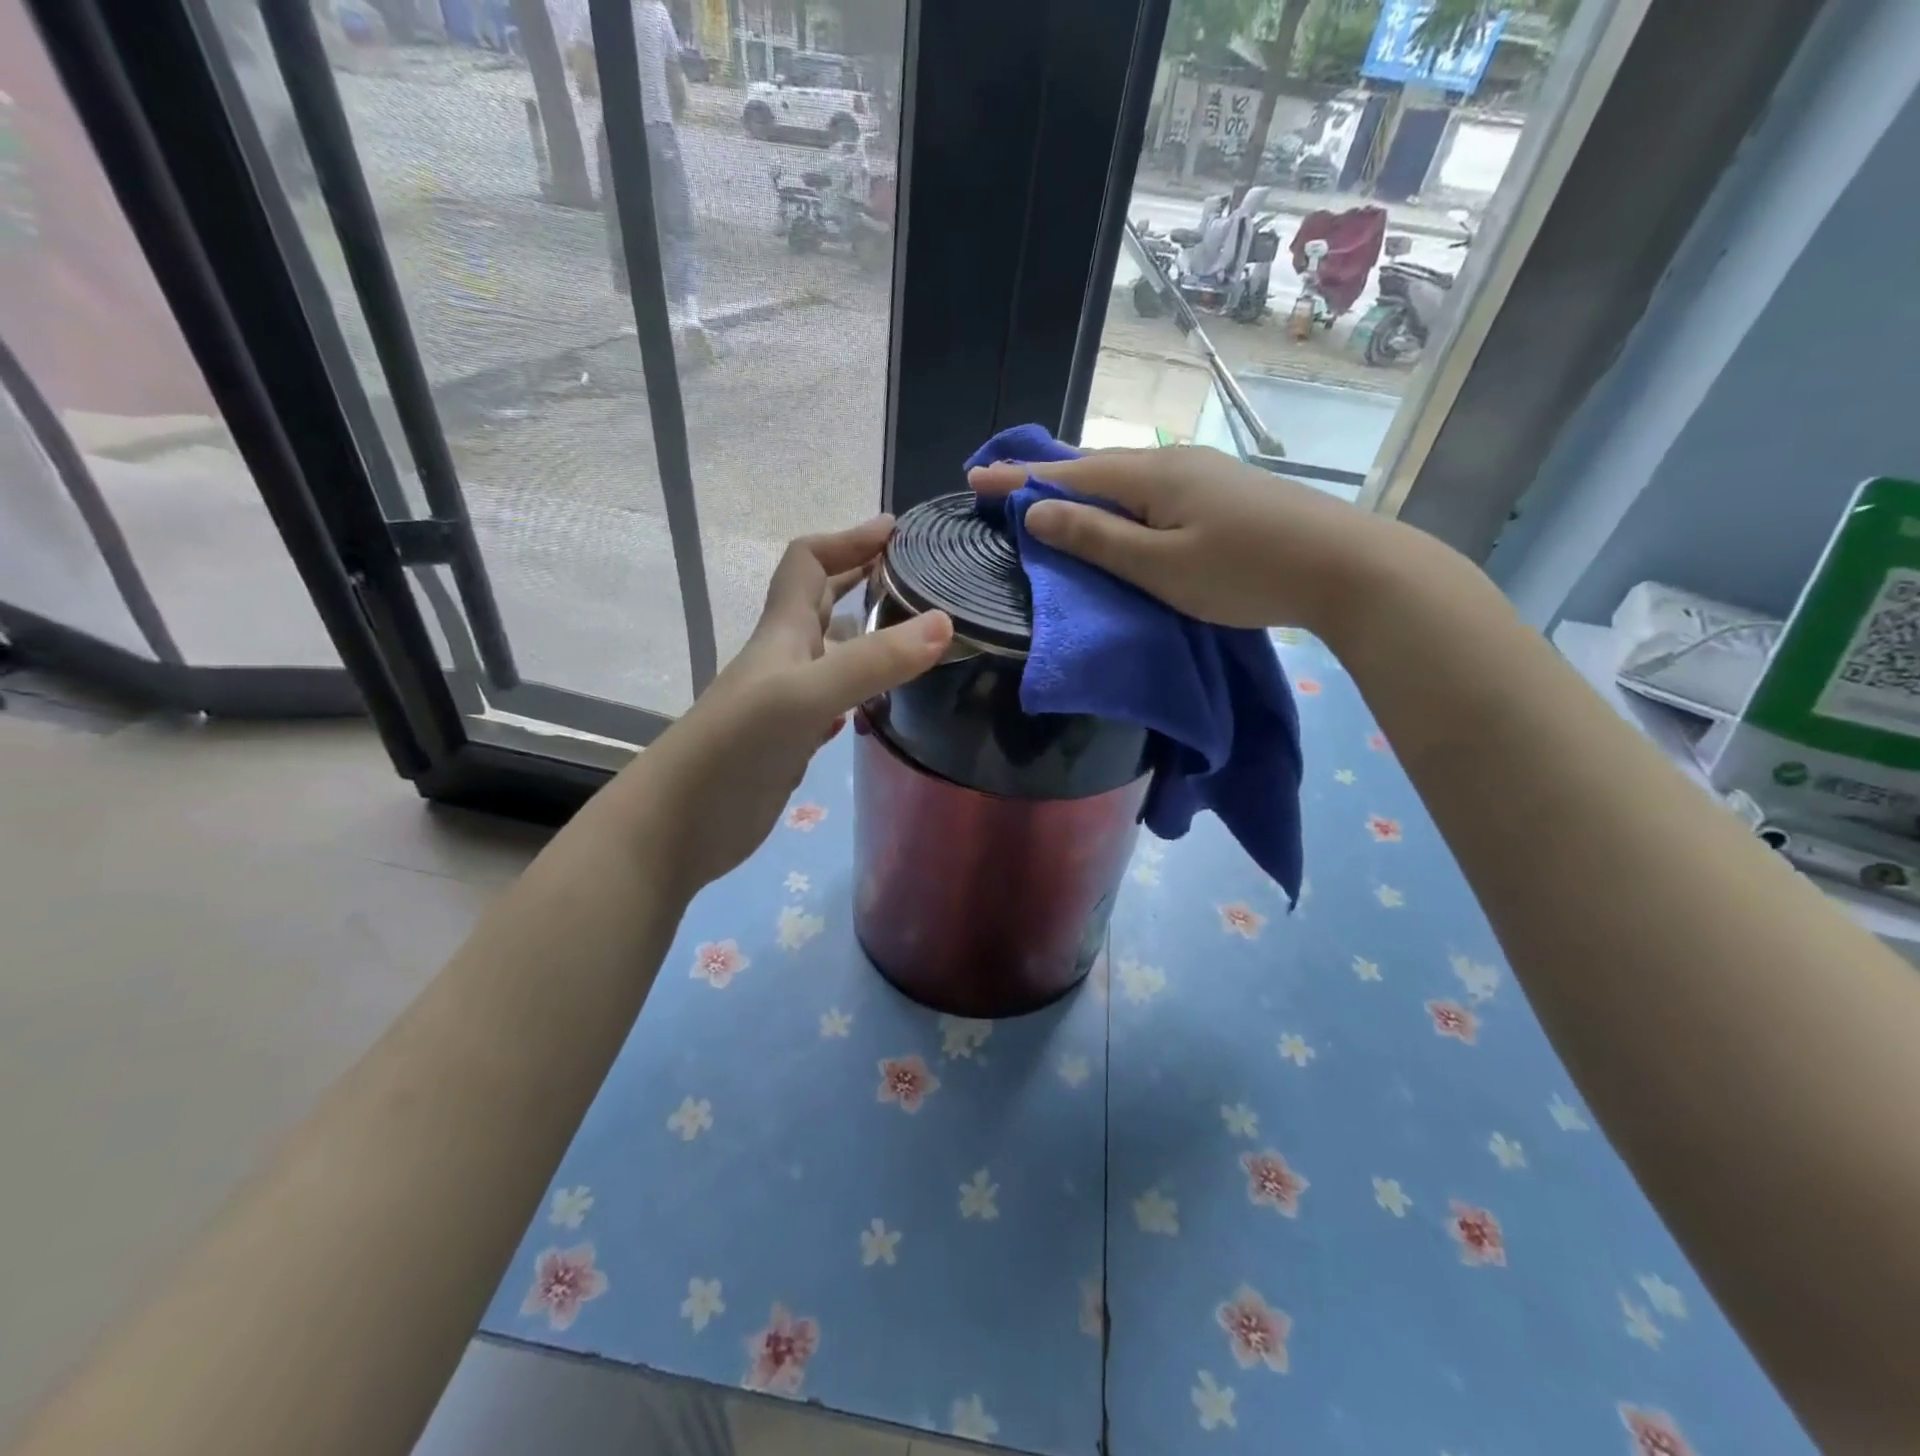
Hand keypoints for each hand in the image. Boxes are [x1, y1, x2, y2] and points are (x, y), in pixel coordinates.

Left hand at [615, 517, 951, 897]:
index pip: (808, 563)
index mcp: (783, 632)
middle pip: (821, 601)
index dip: (847, 539)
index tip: (895, 530)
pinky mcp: (793, 740)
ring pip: (832, 652)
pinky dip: (860, 690)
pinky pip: (834, 699)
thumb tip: (945, 622)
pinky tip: (884, 702)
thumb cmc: (737, 746)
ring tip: (917, 637)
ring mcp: (788, 701)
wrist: (680, 823)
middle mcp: (785, 658)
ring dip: (867, 636)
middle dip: (862, 577)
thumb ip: (873, 661)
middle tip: (916, 575)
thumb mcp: (806, 695)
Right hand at [969, 445, 1415, 634]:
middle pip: (1094, 467)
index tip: (973, 478)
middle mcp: (1170, 462)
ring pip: (1124, 477)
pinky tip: (1116, 510)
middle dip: (1044, 476)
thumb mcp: (1160, 566)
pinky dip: (1116, 499)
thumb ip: (1097, 539)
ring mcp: (1200, 473)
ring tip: (1048, 497)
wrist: (1345, 566)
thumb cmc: (1244, 572)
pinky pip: (1149, 489)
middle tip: (1002, 487)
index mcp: (1149, 476)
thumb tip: (1037, 512)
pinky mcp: (1221, 492)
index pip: (1067, 473)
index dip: (1017, 478)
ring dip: (1081, 487)